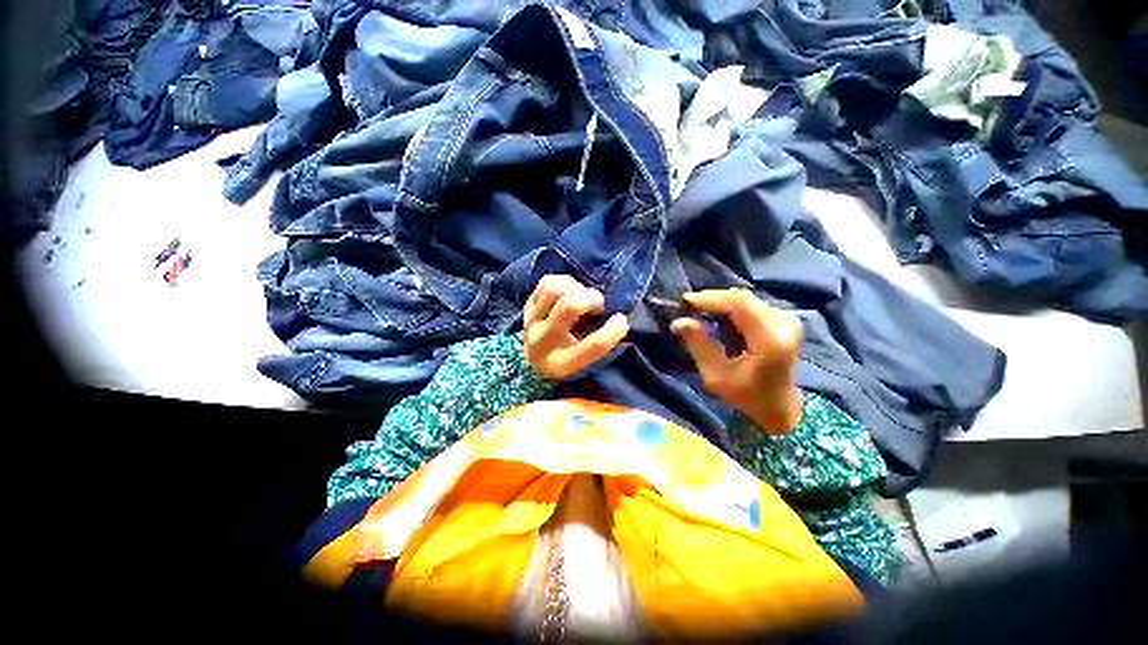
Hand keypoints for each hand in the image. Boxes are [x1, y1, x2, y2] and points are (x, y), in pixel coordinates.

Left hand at [524, 275, 629, 380]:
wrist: (533, 362)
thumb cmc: (569, 358)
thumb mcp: (585, 361)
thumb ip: (599, 342)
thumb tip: (615, 316)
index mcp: (562, 363)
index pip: (593, 345)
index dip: (613, 330)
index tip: (622, 320)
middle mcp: (543, 341)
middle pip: (569, 307)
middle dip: (591, 299)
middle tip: (598, 304)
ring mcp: (531, 321)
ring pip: (555, 289)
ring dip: (576, 288)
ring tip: (581, 296)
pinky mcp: (527, 305)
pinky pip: (547, 282)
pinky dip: (564, 282)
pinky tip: (570, 292)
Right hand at [670, 288, 802, 432]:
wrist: (779, 405)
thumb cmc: (746, 395)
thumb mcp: (716, 376)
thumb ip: (699, 345)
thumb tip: (678, 321)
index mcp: (769, 341)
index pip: (739, 305)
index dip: (710, 299)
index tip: (685, 302)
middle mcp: (783, 324)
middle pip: (741, 298)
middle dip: (711, 300)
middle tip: (688, 309)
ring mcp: (787, 319)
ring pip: (744, 299)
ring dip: (719, 304)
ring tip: (699, 314)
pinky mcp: (784, 318)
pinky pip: (750, 304)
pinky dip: (730, 309)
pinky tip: (717, 319)